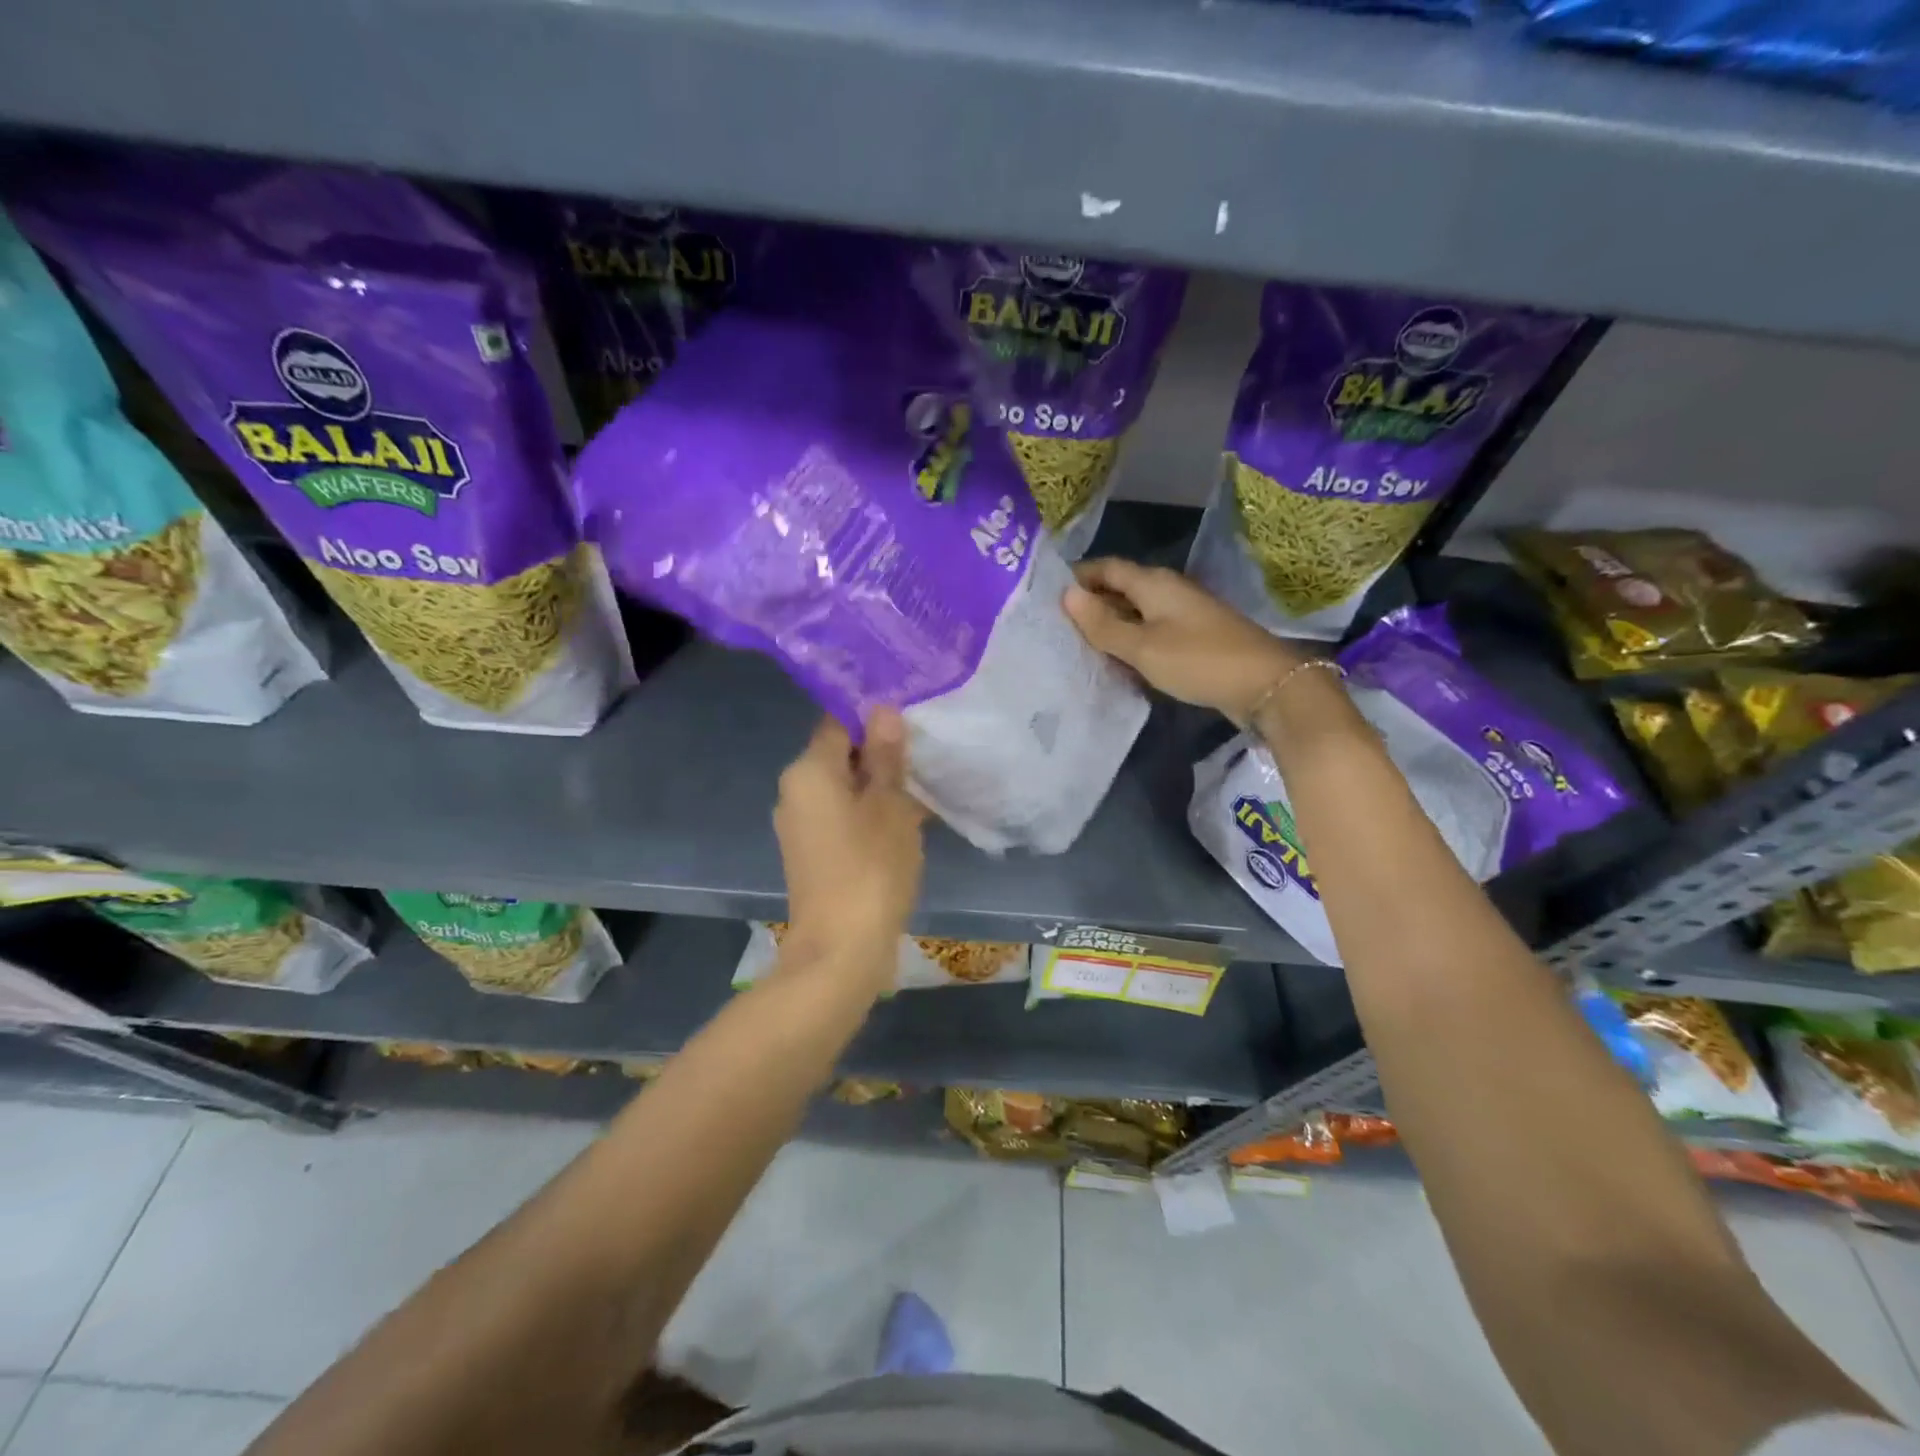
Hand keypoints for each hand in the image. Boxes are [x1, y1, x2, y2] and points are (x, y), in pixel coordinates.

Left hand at [774, 710, 925, 974]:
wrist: (841, 950)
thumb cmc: (871, 868)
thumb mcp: (890, 805)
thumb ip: (885, 755)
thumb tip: (882, 710)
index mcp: (808, 771)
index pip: (838, 723)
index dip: (874, 719)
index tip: (911, 724)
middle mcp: (794, 792)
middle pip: (839, 756)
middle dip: (880, 757)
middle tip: (923, 759)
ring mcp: (799, 825)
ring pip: (843, 790)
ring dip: (878, 788)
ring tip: (920, 793)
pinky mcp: (810, 854)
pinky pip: (840, 818)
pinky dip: (867, 816)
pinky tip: (902, 826)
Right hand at [1064, 558, 1305, 724]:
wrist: (1265, 685)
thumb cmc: (1198, 660)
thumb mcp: (1142, 647)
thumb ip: (1103, 624)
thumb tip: (1067, 595)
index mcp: (1154, 583)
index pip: (1106, 567)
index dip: (1078, 577)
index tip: (1048, 595)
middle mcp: (1168, 590)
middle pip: (1121, 588)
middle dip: (1091, 602)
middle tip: (1057, 624)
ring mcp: (1184, 614)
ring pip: (1136, 611)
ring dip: (1110, 624)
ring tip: (1078, 643)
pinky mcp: (1194, 638)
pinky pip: (1152, 631)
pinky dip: (1131, 640)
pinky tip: (1117, 659)